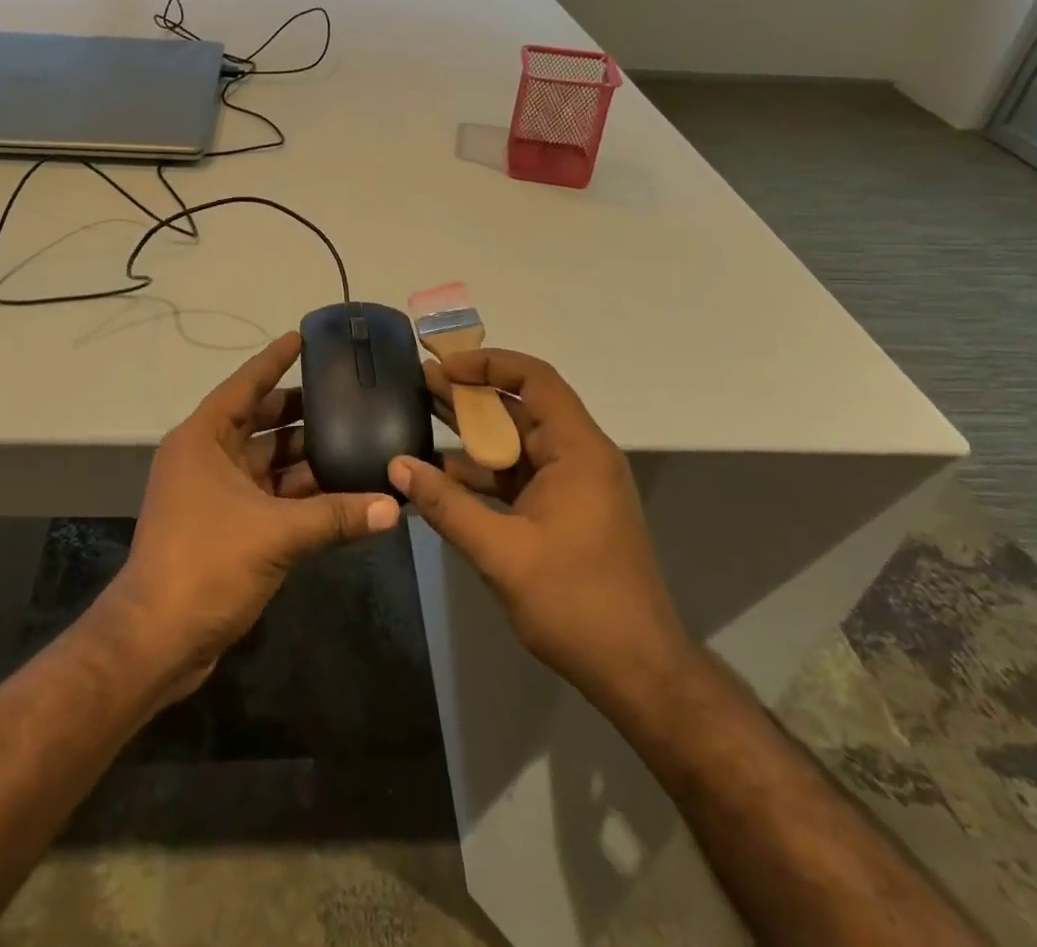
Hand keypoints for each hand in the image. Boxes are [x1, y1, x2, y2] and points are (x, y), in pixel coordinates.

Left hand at [106, 333, 400, 698]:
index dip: (274, 360)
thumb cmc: (206, 562)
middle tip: (346, 395)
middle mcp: (206, 458)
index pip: (245, 386)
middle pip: (259, 421)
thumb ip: (336, 516)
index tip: (304, 338)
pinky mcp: (226, 526)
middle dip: (300, 410)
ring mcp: (214, 493)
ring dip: (305, 455)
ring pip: (267, 462)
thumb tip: (393, 505)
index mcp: (203, 439)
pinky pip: (269, 495)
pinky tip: (339, 489)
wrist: (157, 639)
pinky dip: (299, 493)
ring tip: (354, 438)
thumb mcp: (275, 533)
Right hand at [388, 349, 688, 698]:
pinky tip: (443, 475)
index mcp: (577, 451)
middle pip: (522, 407)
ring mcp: (574, 485)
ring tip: (422, 416)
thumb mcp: (501, 553)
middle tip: (420, 383)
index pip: (535, 380)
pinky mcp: (565, 510)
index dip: (489, 364)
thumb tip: (397, 466)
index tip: (445, 367)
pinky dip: (485, 472)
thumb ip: (446, 506)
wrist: (638, 671)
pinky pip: (520, 475)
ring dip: (474, 433)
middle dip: (471, 395)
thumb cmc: (576, 603)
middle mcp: (579, 456)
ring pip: (518, 442)